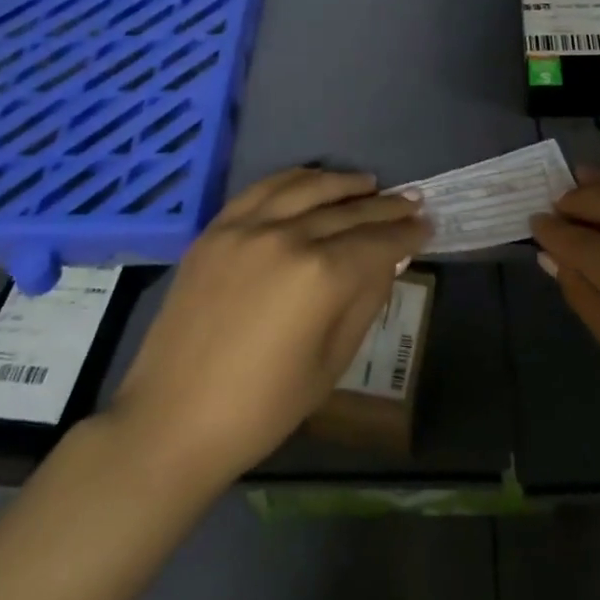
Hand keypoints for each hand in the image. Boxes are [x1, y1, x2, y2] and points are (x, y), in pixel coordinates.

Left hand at [110, 168, 430, 486]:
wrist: (172, 420)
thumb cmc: (262, 408)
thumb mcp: (331, 363)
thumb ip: (364, 302)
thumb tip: (386, 261)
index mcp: (321, 276)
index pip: (377, 243)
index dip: (407, 234)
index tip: (427, 226)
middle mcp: (288, 236)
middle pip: (348, 212)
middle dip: (386, 209)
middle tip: (412, 202)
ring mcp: (247, 227)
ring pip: (308, 188)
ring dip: (344, 183)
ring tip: (370, 184)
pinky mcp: (217, 228)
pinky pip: (263, 189)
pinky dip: (295, 179)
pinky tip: (312, 180)